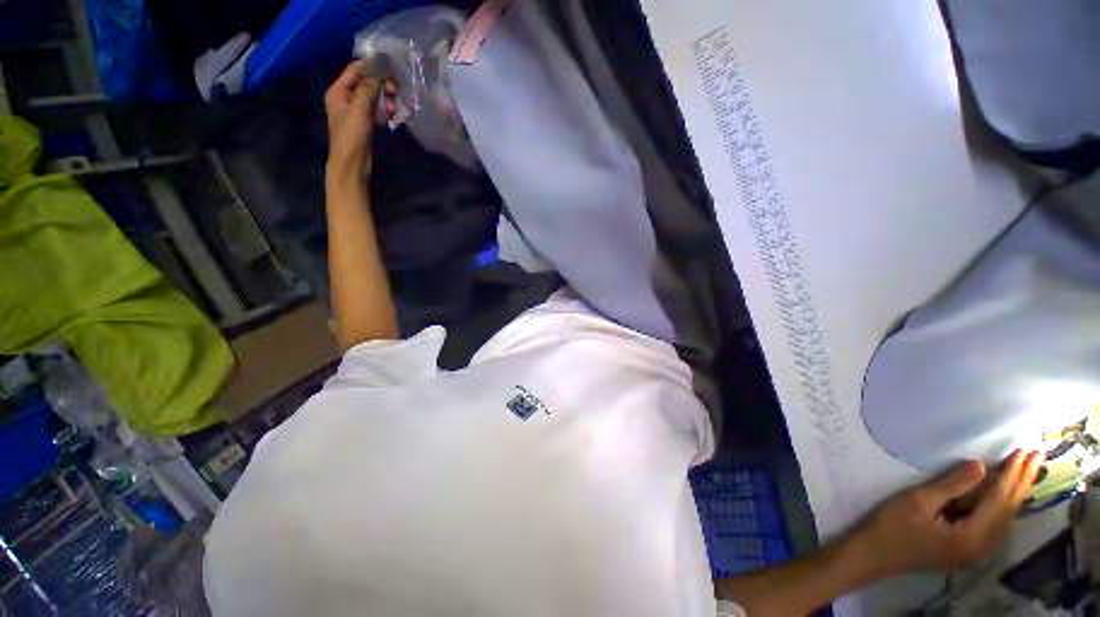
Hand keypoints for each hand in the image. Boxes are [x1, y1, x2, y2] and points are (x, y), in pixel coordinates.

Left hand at [324, 61, 393, 174]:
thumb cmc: (351, 135)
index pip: (355, 71)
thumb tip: (379, 73)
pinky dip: (386, 111)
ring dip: (386, 100)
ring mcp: (356, 111)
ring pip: (374, 97)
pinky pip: (378, 110)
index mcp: (338, 91)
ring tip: (394, 110)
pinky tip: (394, 117)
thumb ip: (368, 89)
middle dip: (382, 85)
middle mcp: (346, 98)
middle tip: (396, 91)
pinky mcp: (366, 123)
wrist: (353, 163)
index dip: (371, 66)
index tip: (390, 67)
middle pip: (366, 83)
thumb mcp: (359, 109)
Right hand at [850, 449, 1042, 577]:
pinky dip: (1004, 505)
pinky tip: (1006, 495)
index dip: (1012, 475)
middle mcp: (983, 547)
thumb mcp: (918, 502)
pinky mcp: (969, 550)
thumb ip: (951, 486)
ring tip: (1027, 470)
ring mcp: (977, 551)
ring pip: (1005, 518)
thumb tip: (981, 465)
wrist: (874, 554)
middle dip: (1022, 482)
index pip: (999, 501)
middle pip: (1008, 511)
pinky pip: (996, 524)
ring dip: (1016, 492)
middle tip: (1035, 454)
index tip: (1024, 451)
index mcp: (973, 537)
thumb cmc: (893, 526)